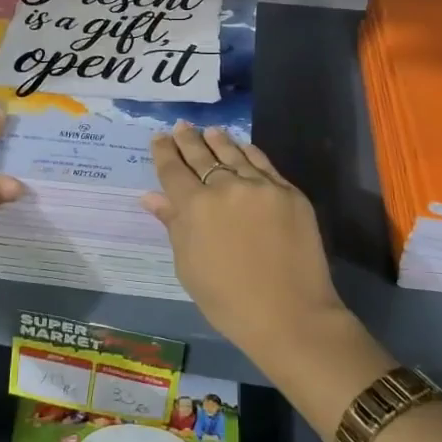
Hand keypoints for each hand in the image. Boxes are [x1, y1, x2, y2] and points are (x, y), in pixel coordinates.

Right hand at [142, 123, 347, 369]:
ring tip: (209, 131)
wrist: (290, 315)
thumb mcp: (188, 267)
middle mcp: (225, 187)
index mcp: (196, 207)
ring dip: (218, 140)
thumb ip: (173, 225)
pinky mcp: (288, 192)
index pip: (173, 169)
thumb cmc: (228, 301)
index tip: (159, 138)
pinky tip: (242, 147)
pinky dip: (248, 152)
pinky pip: (263, 163)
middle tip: (181, 126)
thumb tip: (151, 197)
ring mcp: (260, 186)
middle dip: (188, 139)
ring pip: (233, 153)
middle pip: (202, 155)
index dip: (164, 151)